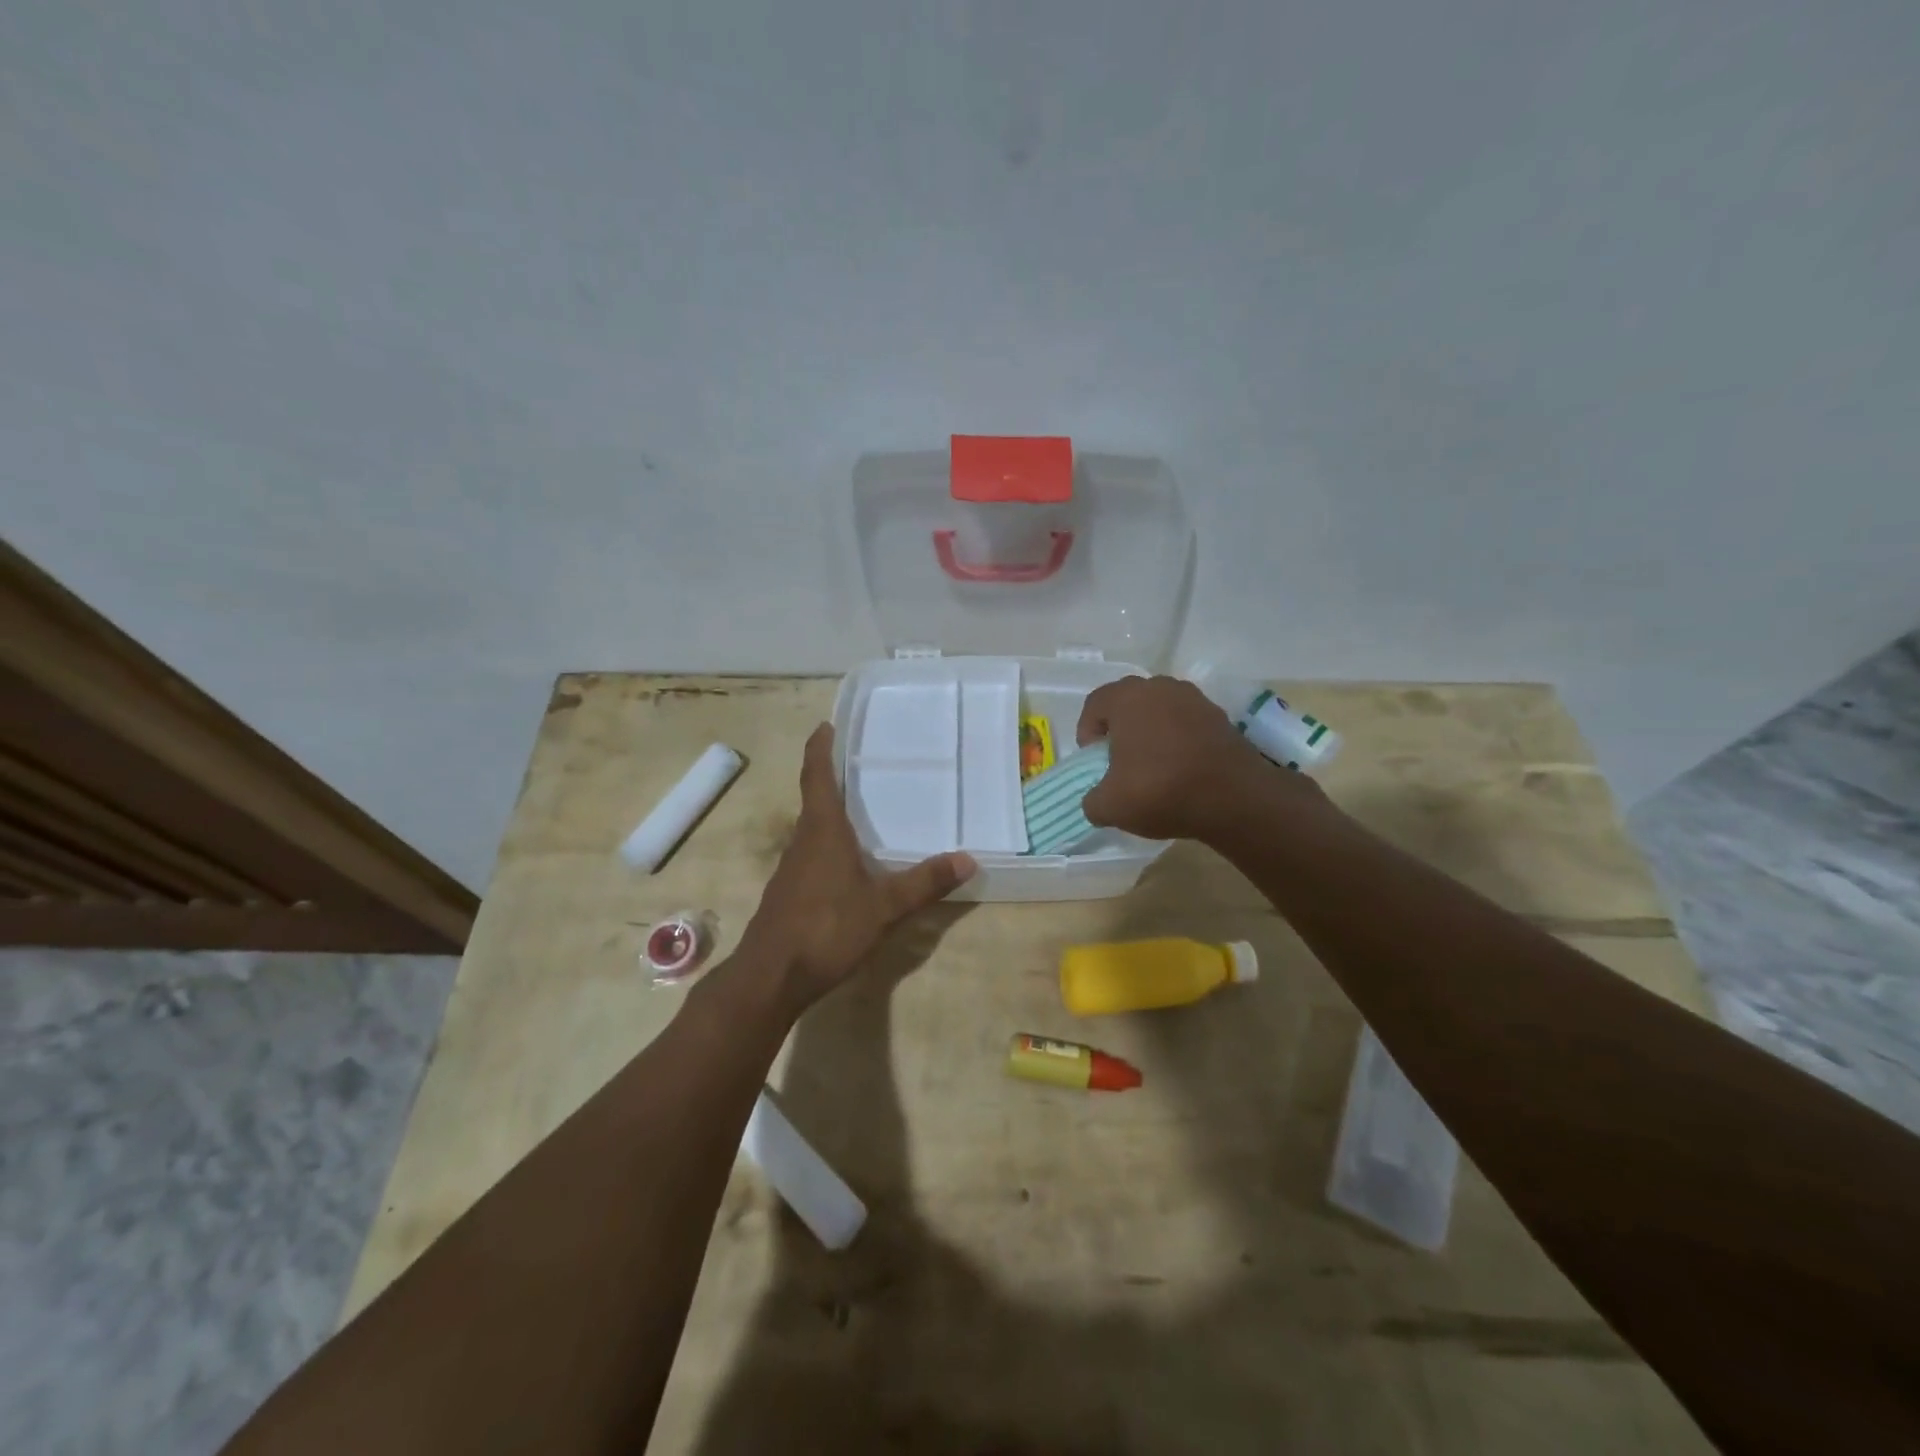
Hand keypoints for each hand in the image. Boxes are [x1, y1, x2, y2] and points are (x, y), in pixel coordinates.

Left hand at [736, 723, 974, 1012]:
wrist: (771, 977)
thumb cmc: (826, 929)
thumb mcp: (884, 907)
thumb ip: (925, 882)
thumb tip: (968, 859)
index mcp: (822, 831)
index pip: (817, 777)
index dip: (820, 749)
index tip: (825, 725)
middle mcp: (802, 841)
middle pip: (815, 799)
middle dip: (833, 779)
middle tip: (863, 765)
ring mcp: (791, 869)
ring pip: (813, 830)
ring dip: (832, 814)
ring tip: (863, 810)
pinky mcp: (789, 893)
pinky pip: (812, 855)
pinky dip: (829, 845)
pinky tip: (849, 864)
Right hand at [1077, 675, 1304, 840]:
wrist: (1235, 798)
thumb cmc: (1160, 790)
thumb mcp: (1109, 806)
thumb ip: (1092, 800)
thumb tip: (1098, 800)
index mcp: (1127, 698)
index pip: (1095, 704)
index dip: (1087, 732)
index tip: (1094, 761)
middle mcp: (1160, 688)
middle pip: (1128, 703)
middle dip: (1119, 730)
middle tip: (1119, 761)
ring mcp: (1194, 699)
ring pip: (1159, 711)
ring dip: (1151, 732)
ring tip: (1152, 766)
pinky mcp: (1220, 717)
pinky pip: (1186, 723)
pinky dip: (1178, 740)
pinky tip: (1181, 769)